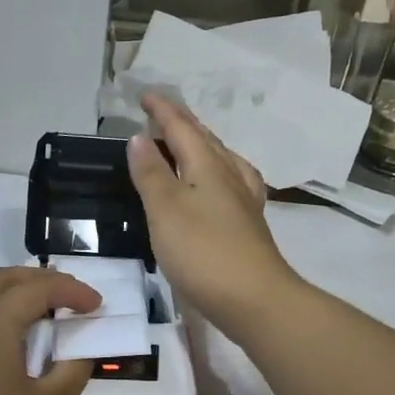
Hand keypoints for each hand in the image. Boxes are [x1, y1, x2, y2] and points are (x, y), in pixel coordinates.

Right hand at [128, 92, 299, 343]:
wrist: (255, 299)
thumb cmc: (203, 251)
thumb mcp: (166, 209)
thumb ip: (151, 173)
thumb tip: (139, 137)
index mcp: (208, 166)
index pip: (182, 128)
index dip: (162, 111)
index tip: (145, 95)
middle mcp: (230, 176)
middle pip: (206, 141)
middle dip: (183, 124)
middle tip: (162, 115)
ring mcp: (244, 202)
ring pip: (222, 161)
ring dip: (202, 147)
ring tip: (187, 145)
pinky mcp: (248, 226)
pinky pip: (231, 184)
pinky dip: (217, 174)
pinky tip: (219, 187)